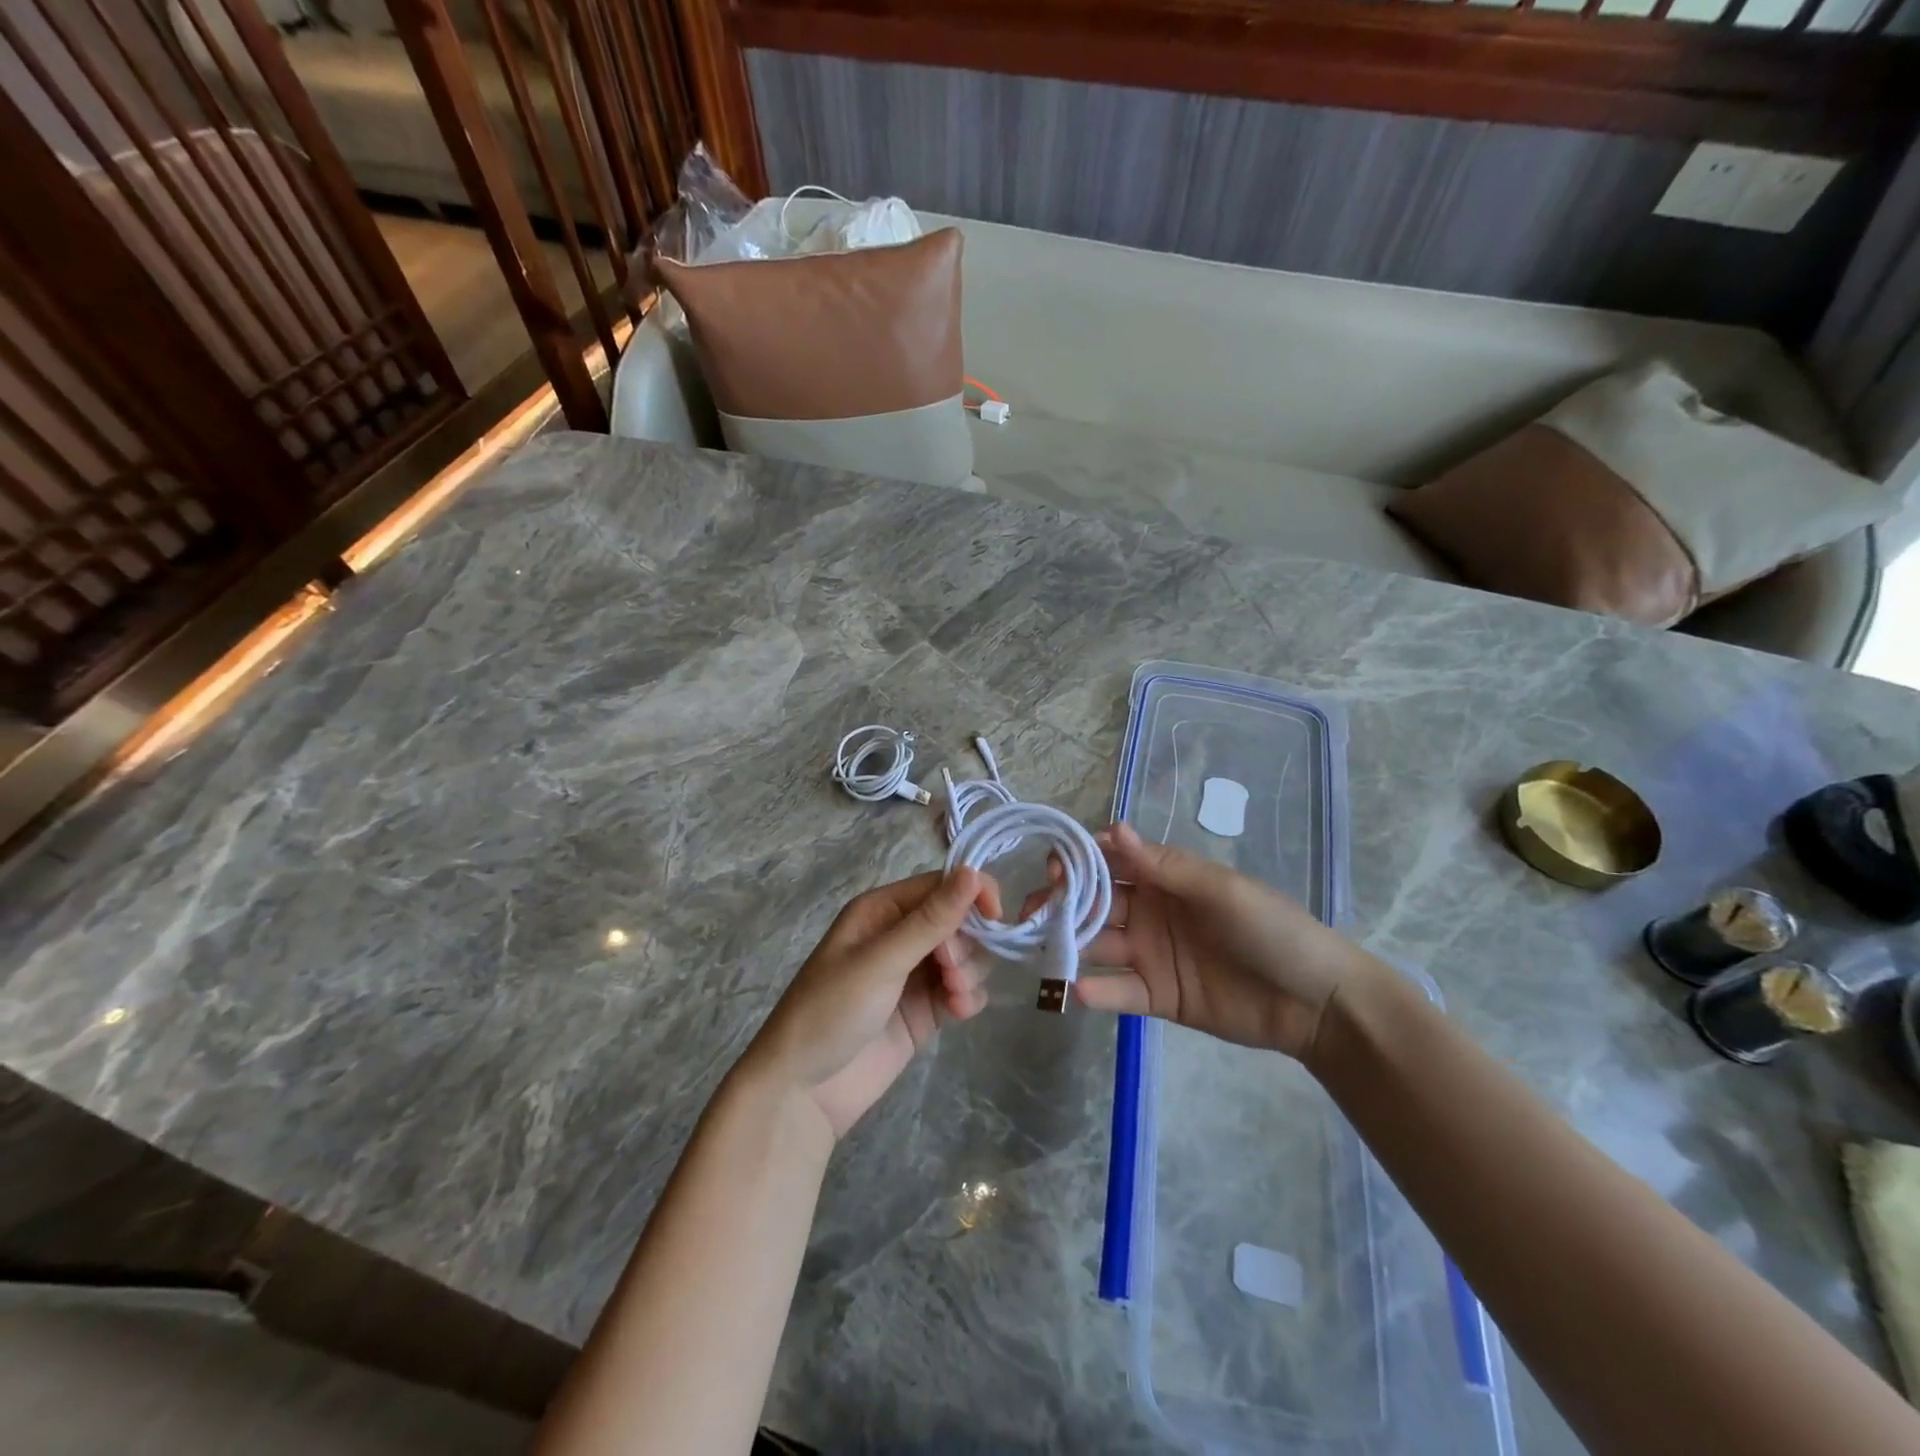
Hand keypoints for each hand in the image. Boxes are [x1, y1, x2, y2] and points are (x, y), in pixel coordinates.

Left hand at [739, 868, 999, 1138]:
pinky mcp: (926, 1010)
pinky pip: (964, 990)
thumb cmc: (831, 1012)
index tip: (995, 918)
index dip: (972, 894)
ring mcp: (915, 974)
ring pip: (966, 955)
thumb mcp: (880, 961)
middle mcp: (901, 935)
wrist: (803, 1093)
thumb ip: (930, 920)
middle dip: (966, 943)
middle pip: (960, 920)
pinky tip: (957, 1014)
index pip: (942, 884)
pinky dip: (969, 998)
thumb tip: (973, 871)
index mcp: (883, 910)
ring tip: (953, 997)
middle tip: (950, 971)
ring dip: (970, 971)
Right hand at [1061, 822, 1374, 1059]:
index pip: (1111, 863)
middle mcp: (1150, 912)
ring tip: (1038, 949)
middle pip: (1095, 904)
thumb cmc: (1272, 929)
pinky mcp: (1157, 997)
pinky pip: (1119, 992)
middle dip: (1061, 903)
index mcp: (1166, 879)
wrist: (1316, 1001)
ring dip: (1069, 944)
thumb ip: (1165, 866)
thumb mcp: (1221, 890)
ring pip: (1098, 946)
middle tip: (1030, 912)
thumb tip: (1113, 828)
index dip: (1080, 861)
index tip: (1053, 866)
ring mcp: (1151, 955)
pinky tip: (1075, 991)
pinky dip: (1096, 992)